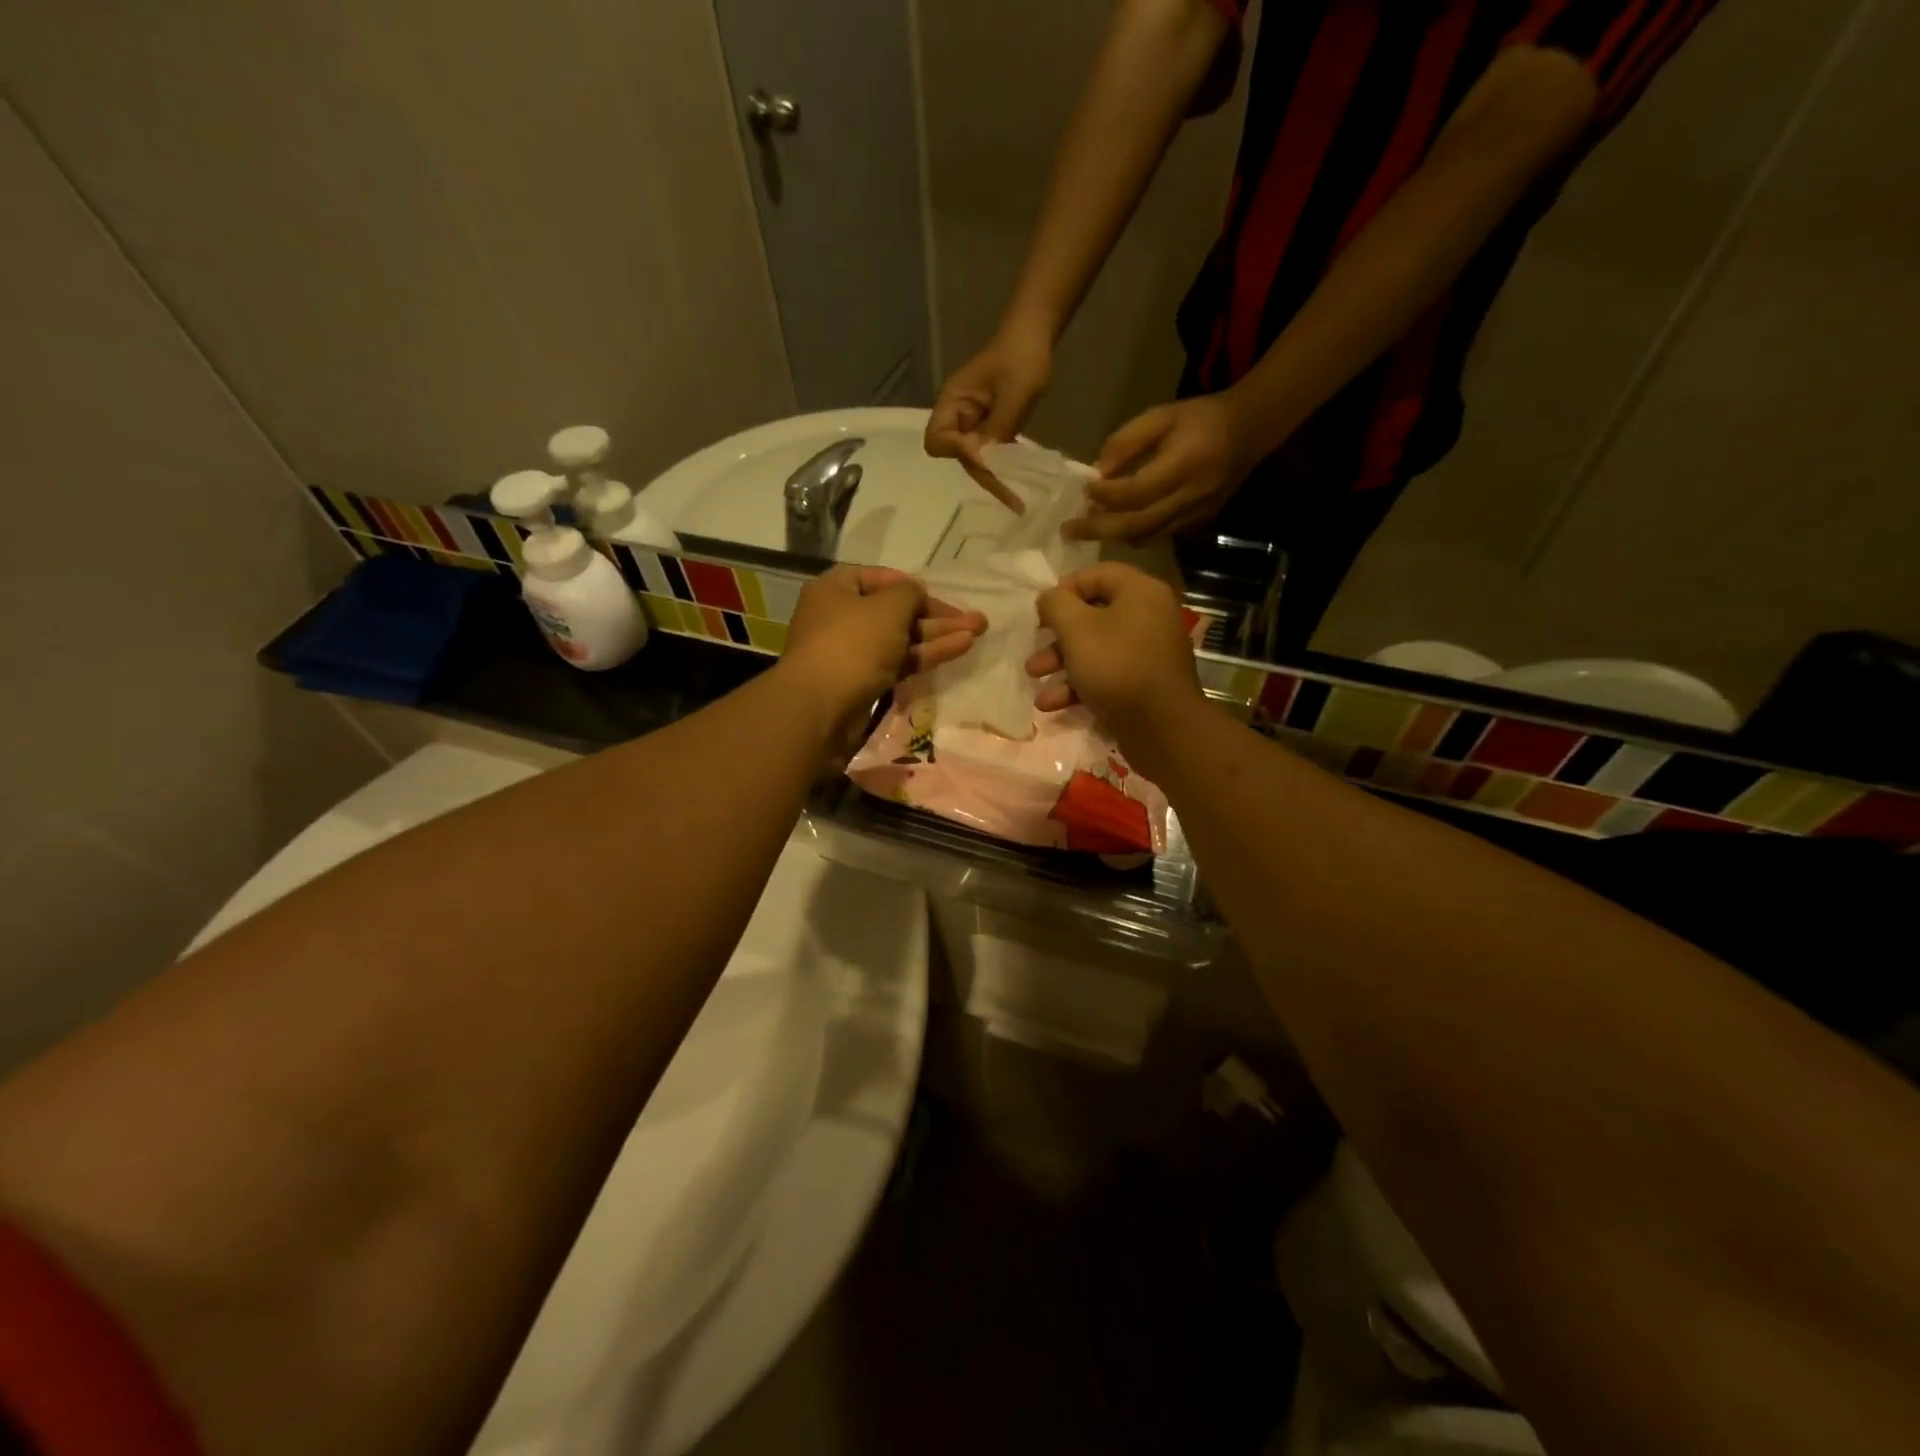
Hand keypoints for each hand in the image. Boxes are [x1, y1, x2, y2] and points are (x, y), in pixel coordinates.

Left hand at [781, 565, 986, 738]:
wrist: (821, 708)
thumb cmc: (852, 644)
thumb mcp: (888, 607)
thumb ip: (910, 594)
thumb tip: (915, 594)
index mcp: (835, 589)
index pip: (879, 578)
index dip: (911, 585)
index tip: (937, 595)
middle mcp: (840, 617)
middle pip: (895, 611)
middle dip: (936, 615)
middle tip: (975, 620)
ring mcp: (852, 652)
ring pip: (901, 639)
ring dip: (938, 635)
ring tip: (979, 632)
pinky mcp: (864, 682)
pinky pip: (898, 662)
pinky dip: (926, 655)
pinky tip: (960, 648)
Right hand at [924, 323, 1053, 512]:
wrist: (1035, 336)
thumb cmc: (1022, 358)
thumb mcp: (1014, 394)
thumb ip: (996, 428)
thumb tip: (982, 462)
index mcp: (953, 403)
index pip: (938, 440)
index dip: (958, 452)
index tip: (986, 457)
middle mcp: (957, 417)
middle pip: (958, 456)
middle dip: (983, 476)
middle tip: (1012, 500)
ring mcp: (973, 424)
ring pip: (975, 459)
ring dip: (994, 477)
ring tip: (1018, 500)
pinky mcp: (988, 428)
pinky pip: (989, 453)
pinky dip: (1002, 468)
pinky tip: (1019, 482)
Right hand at [1026, 563, 1204, 763]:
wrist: (1161, 728)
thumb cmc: (1116, 667)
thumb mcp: (1076, 629)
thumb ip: (1056, 605)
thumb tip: (1049, 598)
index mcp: (1140, 592)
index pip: (1096, 574)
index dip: (1063, 589)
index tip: (1040, 613)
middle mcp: (1149, 616)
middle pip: (1093, 615)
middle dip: (1056, 637)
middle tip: (1034, 650)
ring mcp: (1148, 652)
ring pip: (1096, 648)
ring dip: (1061, 664)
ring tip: (1035, 681)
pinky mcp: (1143, 683)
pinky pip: (1107, 674)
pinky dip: (1079, 685)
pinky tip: (1051, 705)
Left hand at [1066, 393, 1254, 544]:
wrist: (1249, 431)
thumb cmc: (1200, 418)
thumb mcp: (1161, 416)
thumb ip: (1127, 441)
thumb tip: (1097, 471)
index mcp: (1183, 464)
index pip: (1137, 490)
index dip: (1107, 495)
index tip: (1085, 490)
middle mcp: (1190, 496)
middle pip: (1138, 523)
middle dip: (1100, 529)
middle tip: (1069, 530)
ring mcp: (1195, 514)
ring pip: (1147, 536)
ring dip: (1114, 535)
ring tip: (1086, 530)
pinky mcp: (1198, 524)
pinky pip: (1159, 537)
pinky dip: (1133, 535)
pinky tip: (1116, 528)